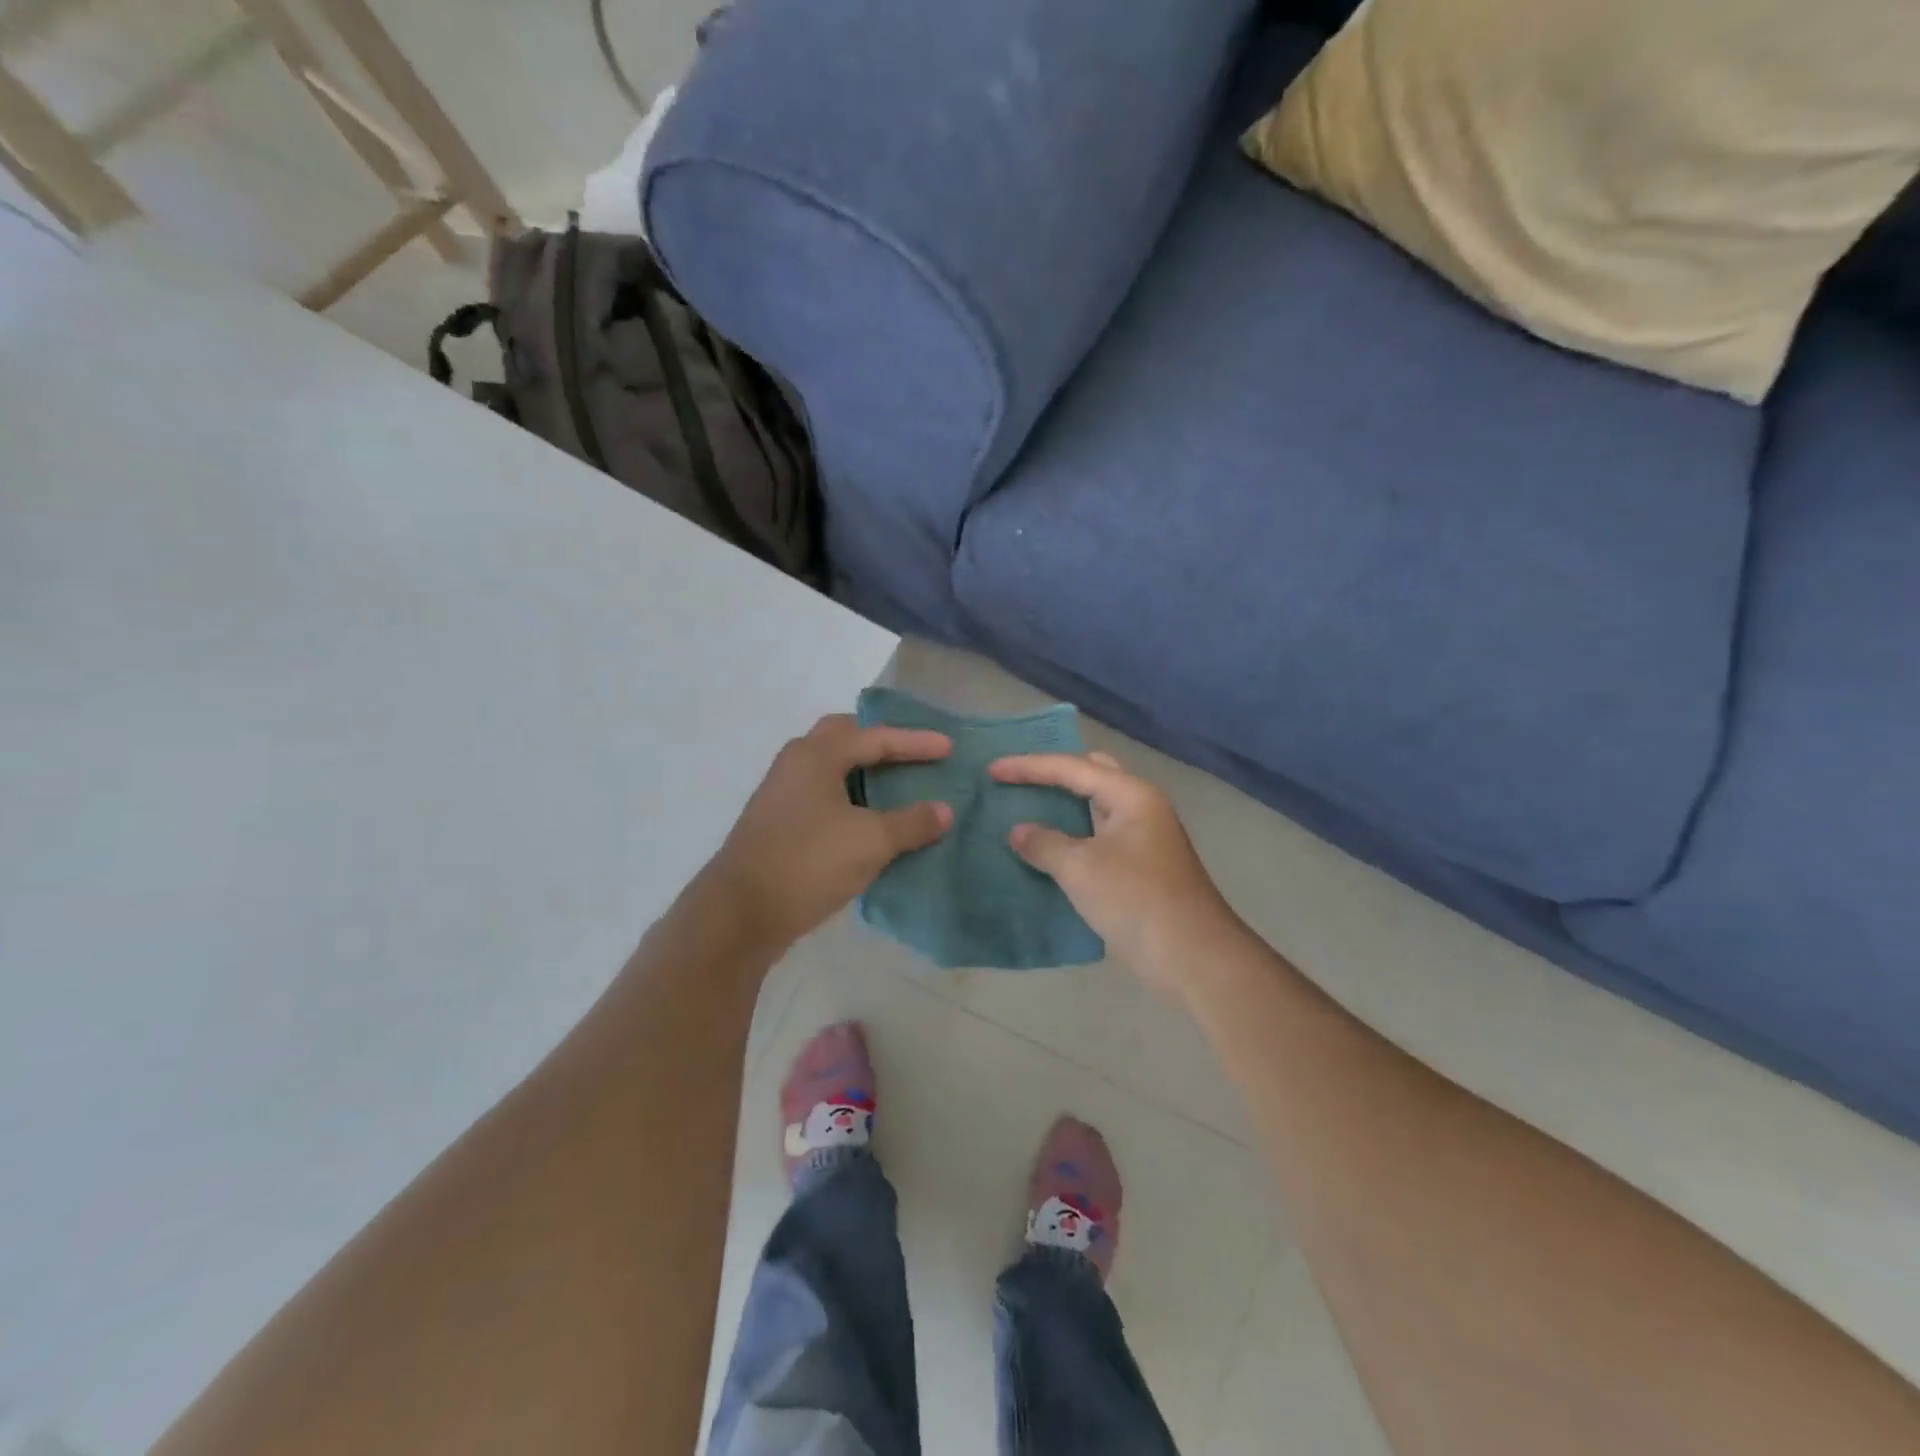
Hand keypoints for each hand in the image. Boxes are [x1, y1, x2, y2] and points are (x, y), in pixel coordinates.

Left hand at [706, 714, 953, 950]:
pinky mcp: (778, 823)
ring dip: (862, 770)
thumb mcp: (870, 841)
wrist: (740, 913)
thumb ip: (911, 823)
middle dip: (879, 741)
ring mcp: (782, 794)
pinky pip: (822, 794)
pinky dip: (849, 796)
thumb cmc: (808, 862)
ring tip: (895, 784)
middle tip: (911, 753)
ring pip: (830, 767)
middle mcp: (795, 764)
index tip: (950, 748)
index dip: (916, 742)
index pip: (876, 737)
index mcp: (817, 755)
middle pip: (843, 737)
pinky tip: (868, 819)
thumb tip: (944, 810)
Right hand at [991, 751, 1241, 1002]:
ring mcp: (1142, 838)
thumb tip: (1018, 832)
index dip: (1029, 767)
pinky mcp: (1139, 868)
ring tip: (1023, 807)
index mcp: (1131, 795)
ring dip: (1061, 808)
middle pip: (1091, 776)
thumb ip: (1044, 843)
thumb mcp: (1081, 869)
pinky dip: (1071, 837)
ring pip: (1094, 809)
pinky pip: (1097, 838)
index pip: (1072, 767)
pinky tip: (1045, 848)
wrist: (1193, 958)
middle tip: (1016, 779)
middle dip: (1053, 774)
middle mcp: (1140, 808)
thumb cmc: (1136, 901)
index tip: (992, 770)